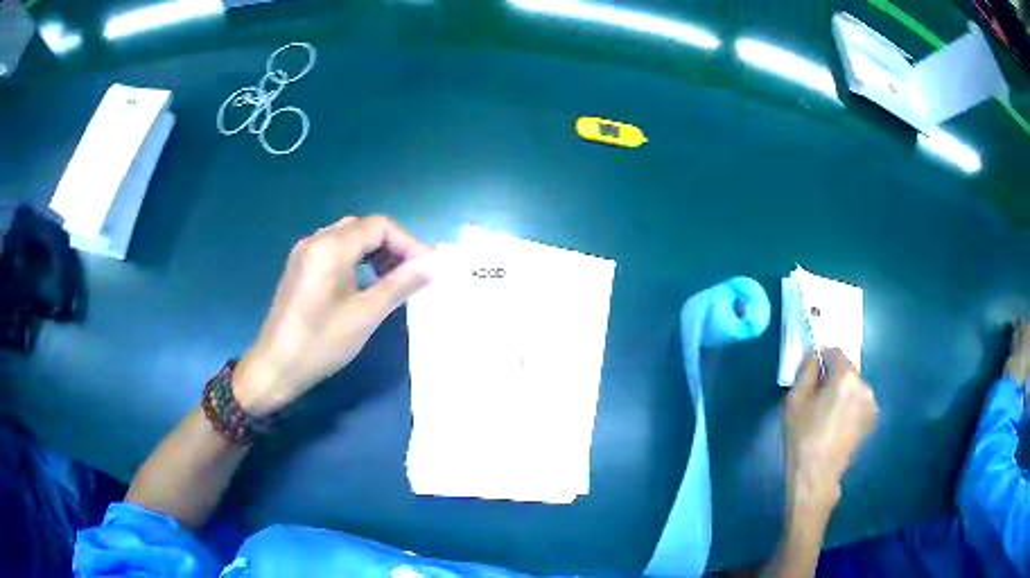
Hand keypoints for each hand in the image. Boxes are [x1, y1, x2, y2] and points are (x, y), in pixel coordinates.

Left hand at [233, 215, 433, 415]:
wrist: (275, 368)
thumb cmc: (320, 343)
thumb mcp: (365, 315)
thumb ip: (401, 284)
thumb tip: (435, 264)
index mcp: (330, 247)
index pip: (379, 226)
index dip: (408, 243)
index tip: (427, 269)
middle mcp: (315, 240)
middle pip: (364, 227)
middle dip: (393, 246)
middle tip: (413, 274)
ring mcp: (304, 253)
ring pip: (349, 237)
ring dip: (376, 252)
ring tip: (394, 279)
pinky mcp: (300, 267)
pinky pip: (335, 250)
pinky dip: (357, 259)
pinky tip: (367, 282)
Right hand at [783, 349, 878, 515]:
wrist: (817, 476)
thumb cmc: (802, 438)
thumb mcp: (794, 401)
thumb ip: (805, 371)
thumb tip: (814, 355)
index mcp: (846, 376)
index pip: (835, 351)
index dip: (821, 357)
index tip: (809, 371)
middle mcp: (864, 385)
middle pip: (846, 370)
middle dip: (832, 377)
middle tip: (816, 397)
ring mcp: (871, 404)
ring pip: (853, 387)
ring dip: (842, 392)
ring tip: (826, 415)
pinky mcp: (871, 420)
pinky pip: (859, 403)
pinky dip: (849, 406)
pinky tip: (836, 425)